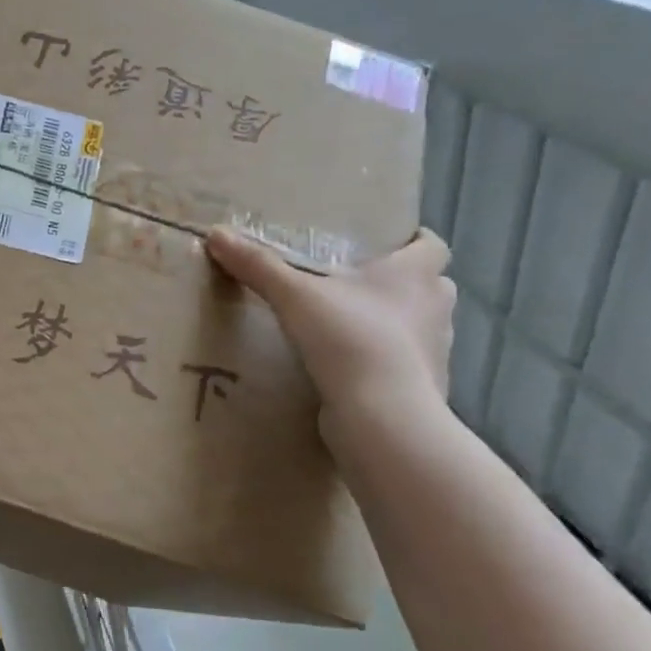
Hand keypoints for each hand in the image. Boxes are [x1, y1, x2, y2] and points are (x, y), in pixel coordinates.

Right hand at [205, 226, 455, 438]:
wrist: (383, 416)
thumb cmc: (350, 338)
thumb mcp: (294, 295)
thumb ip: (258, 265)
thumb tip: (216, 233)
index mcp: (414, 275)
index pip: (432, 246)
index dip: (415, 240)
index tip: (388, 242)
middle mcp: (435, 309)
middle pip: (431, 287)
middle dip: (403, 285)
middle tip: (360, 285)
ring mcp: (434, 353)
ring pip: (420, 328)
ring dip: (395, 325)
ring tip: (352, 328)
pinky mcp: (424, 390)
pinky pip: (406, 367)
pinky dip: (386, 365)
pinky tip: (353, 370)